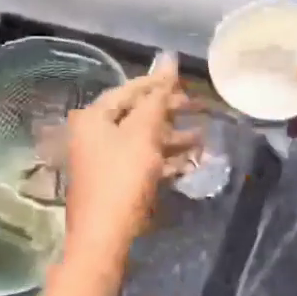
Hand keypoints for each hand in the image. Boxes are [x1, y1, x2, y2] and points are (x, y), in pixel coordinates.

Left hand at [62, 55, 199, 260]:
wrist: (104, 238)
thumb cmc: (122, 178)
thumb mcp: (144, 133)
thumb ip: (158, 96)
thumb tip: (168, 57)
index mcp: (94, 117)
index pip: (131, 89)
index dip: (160, 83)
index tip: (187, 80)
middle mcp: (93, 134)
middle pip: (137, 114)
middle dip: (170, 113)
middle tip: (199, 110)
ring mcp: (102, 159)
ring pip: (143, 139)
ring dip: (172, 138)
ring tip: (202, 139)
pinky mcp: (114, 182)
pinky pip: (142, 161)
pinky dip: (164, 159)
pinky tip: (188, 162)